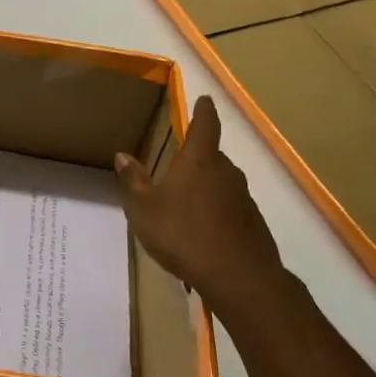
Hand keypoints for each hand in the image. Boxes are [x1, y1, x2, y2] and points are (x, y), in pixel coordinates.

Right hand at [116, 96, 291, 324]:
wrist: (238, 277)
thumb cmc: (183, 233)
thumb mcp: (144, 208)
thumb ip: (134, 180)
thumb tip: (122, 155)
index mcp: (199, 161)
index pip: (205, 125)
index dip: (204, 111)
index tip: (205, 99)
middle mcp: (226, 172)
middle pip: (212, 156)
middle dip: (197, 158)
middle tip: (178, 165)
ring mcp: (243, 198)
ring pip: (222, 183)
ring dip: (206, 187)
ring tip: (185, 202)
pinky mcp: (253, 223)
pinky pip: (230, 207)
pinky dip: (216, 211)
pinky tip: (201, 231)